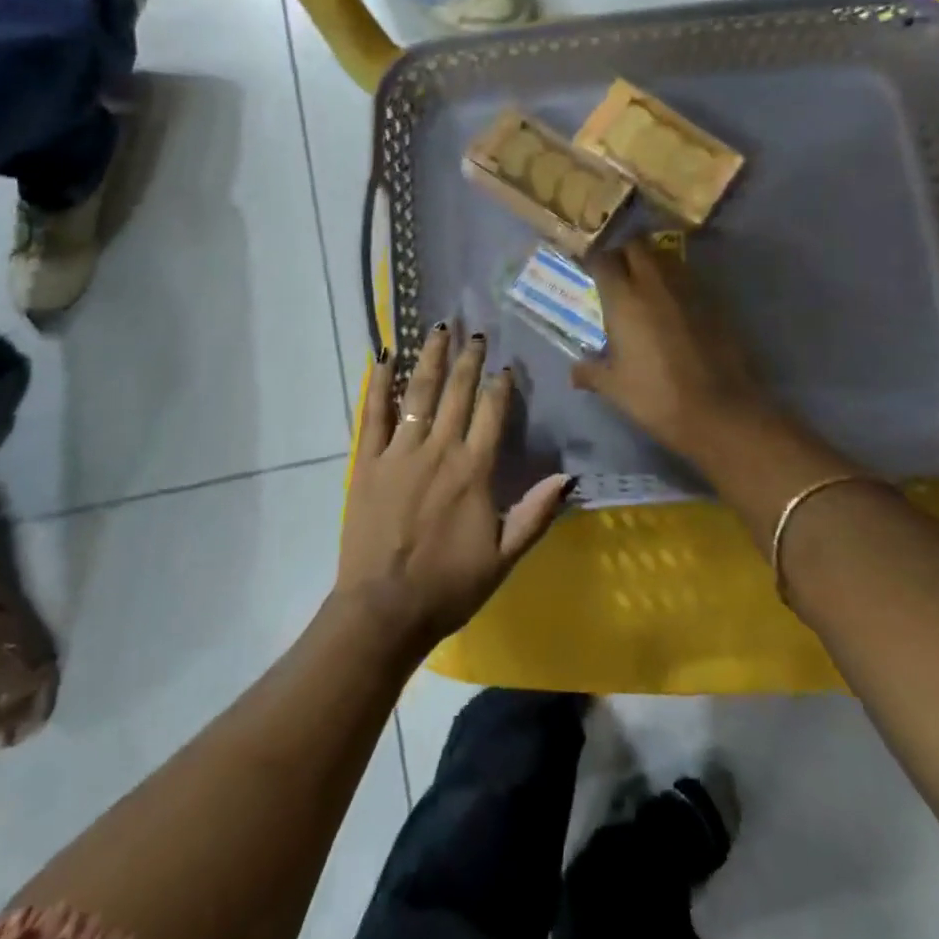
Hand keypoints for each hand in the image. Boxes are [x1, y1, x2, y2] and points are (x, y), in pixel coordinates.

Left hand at [337, 326, 570, 656]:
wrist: (384, 609)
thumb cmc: (449, 586)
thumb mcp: (504, 557)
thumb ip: (536, 513)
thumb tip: (569, 476)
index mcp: (473, 470)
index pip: (492, 413)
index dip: (501, 386)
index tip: (506, 365)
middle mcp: (439, 450)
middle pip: (457, 393)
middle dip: (468, 359)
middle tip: (475, 333)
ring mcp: (400, 452)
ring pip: (419, 392)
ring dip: (430, 358)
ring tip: (438, 328)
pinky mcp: (369, 461)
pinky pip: (374, 413)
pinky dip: (379, 383)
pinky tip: (383, 357)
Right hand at [573, 241, 774, 458]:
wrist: (720, 410)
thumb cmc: (656, 397)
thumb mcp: (615, 388)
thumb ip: (591, 373)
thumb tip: (574, 372)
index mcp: (624, 299)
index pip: (603, 260)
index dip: (594, 261)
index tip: (589, 270)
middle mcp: (654, 283)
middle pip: (637, 246)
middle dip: (624, 252)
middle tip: (617, 271)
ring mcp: (688, 289)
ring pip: (665, 257)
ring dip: (652, 262)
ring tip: (644, 283)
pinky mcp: (714, 300)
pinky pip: (688, 278)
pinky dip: (676, 282)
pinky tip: (673, 305)